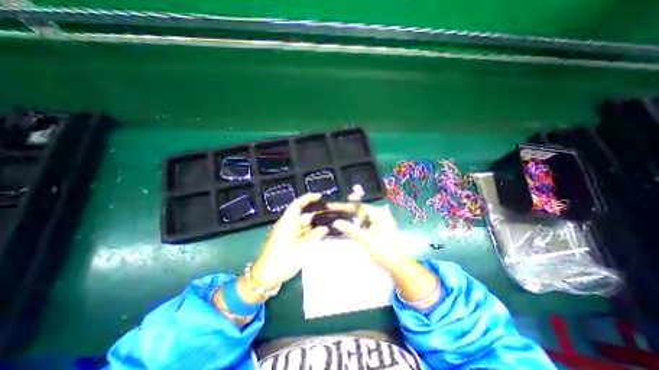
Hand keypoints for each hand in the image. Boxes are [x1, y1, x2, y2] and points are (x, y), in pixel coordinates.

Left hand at [250, 193, 329, 289]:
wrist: (266, 278)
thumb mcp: (300, 249)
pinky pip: (304, 233)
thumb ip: (314, 237)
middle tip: (332, 216)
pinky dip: (312, 233)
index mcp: (286, 223)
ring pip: (305, 225)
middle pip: (304, 216)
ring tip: (330, 225)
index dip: (308, 198)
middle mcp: (288, 225)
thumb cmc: (281, 260)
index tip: (320, 196)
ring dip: (316, 225)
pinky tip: (322, 235)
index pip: (297, 205)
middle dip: (317, 215)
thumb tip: (325, 228)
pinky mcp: (291, 241)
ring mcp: (290, 233)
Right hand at [328, 202, 406, 271]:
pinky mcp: (381, 225)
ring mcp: (382, 219)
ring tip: (339, 214)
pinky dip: (358, 220)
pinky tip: (352, 221)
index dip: (342, 206)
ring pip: (362, 214)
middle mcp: (380, 213)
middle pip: (359, 208)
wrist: (397, 263)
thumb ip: (350, 229)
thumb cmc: (382, 250)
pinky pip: (367, 219)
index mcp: (378, 213)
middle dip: (346, 209)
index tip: (330, 206)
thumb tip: (336, 222)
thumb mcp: (365, 240)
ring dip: (351, 215)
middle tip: (332, 209)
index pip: (356, 206)